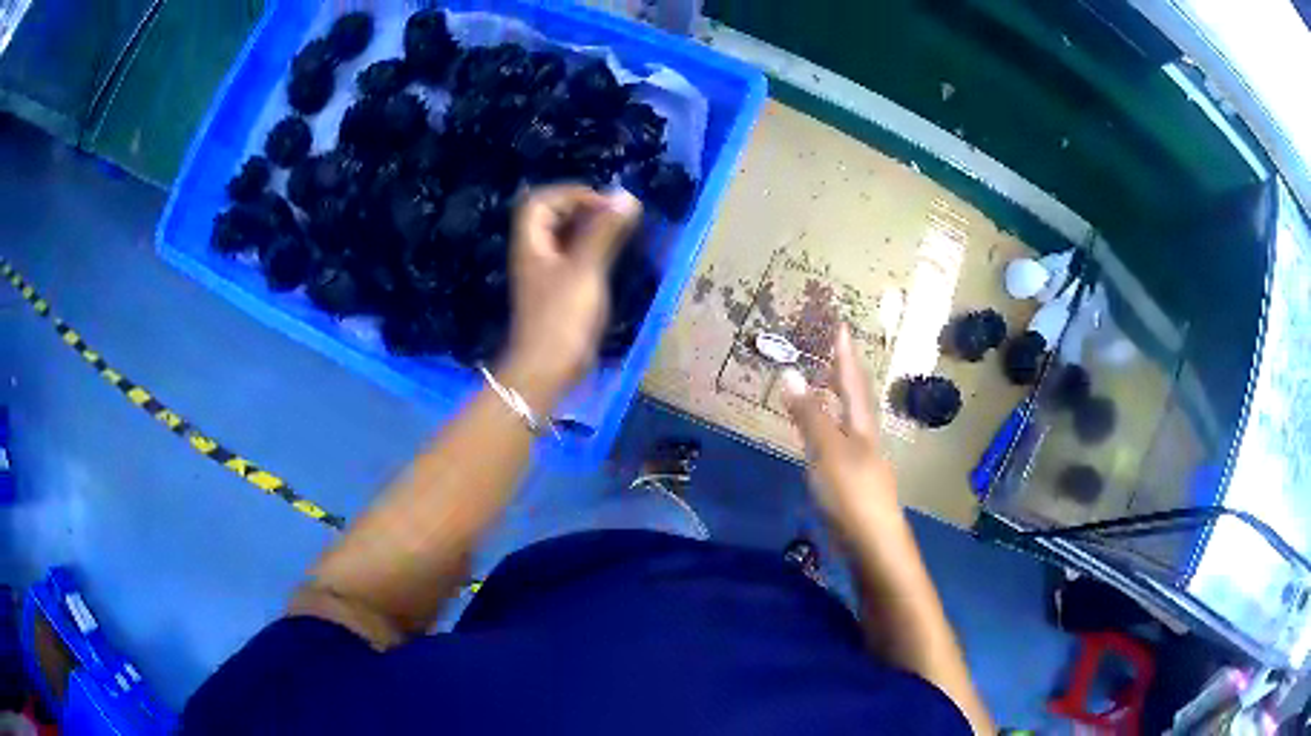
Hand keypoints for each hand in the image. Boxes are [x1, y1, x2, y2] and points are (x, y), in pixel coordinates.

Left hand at [503, 185, 641, 401]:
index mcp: (531, 244)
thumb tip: (626, 196)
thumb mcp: (585, 270)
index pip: (541, 201)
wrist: (546, 370)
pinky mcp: (558, 293)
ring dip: (590, 229)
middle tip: (616, 214)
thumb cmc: (562, 318)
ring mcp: (545, 275)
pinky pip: (573, 259)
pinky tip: (613, 257)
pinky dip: (591, 250)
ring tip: (620, 231)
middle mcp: (534, 254)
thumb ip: (604, 232)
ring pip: (564, 238)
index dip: (571, 194)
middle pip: (551, 217)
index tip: (604, 204)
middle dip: (583, 208)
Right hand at [781, 324, 899, 536]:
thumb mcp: (827, 450)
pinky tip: (819, 439)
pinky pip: (837, 446)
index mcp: (862, 425)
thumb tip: (789, 372)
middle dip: (843, 375)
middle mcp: (864, 439)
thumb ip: (809, 414)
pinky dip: (826, 431)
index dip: (844, 354)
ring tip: (823, 387)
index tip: (842, 325)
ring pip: (847, 423)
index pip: (852, 381)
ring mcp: (859, 463)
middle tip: (831, 351)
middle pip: (854, 400)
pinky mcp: (851, 485)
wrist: (872, 545)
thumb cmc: (852, 493)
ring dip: (834, 402)